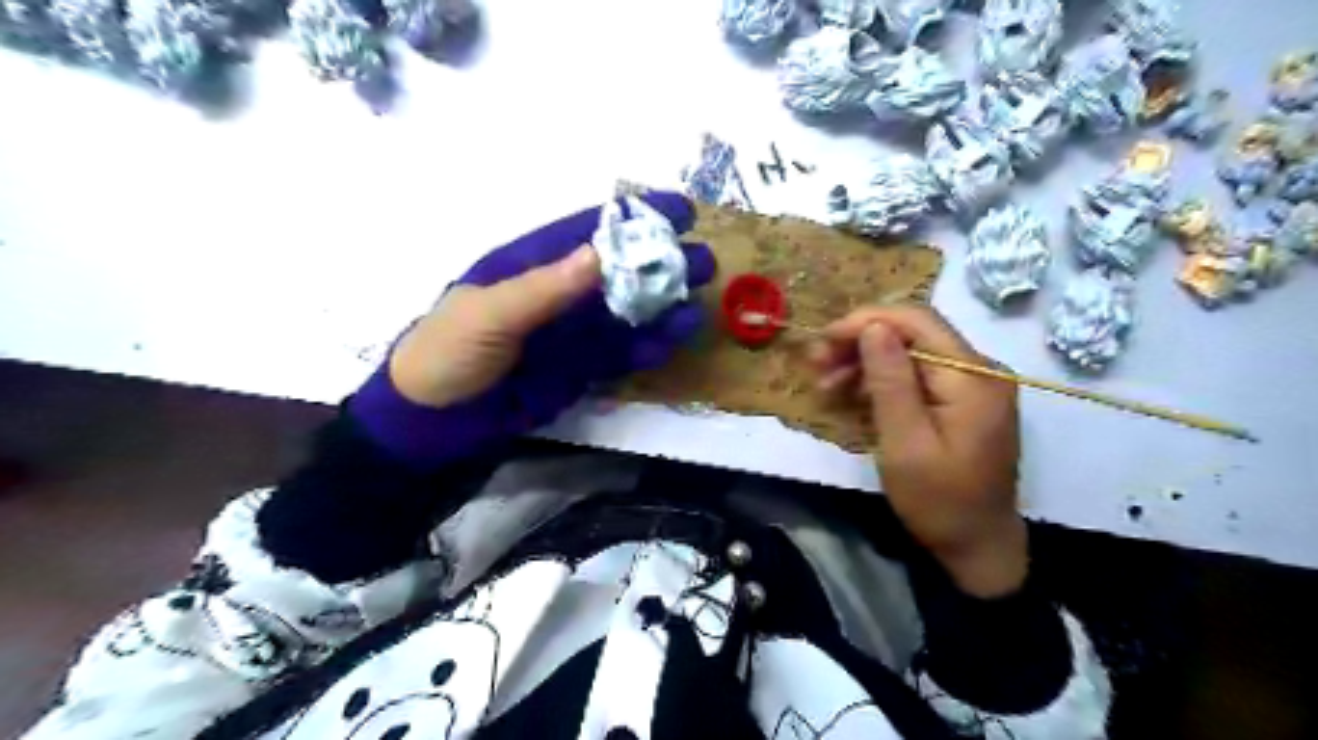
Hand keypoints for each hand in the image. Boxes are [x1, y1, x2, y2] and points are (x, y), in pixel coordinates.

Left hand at [351, 190, 716, 466]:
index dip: (633, 218)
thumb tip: (601, 253)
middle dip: (659, 263)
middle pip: (618, 271)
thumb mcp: (489, 314)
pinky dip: (649, 345)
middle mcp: (558, 293)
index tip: (679, 210)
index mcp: (530, 264)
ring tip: (700, 299)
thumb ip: (545, 288)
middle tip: (703, 260)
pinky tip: (675, 337)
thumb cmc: (448, 353)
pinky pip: (621, 352)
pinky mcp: (580, 368)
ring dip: (662, 305)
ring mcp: (571, 332)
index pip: (588, 231)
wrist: (434, 423)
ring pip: (626, 312)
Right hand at [808, 310, 1022, 598]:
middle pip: (913, 333)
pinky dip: (881, 381)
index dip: (866, 321)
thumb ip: (890, 382)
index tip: (823, 340)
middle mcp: (979, 369)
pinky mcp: (962, 400)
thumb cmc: (939, 502)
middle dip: (860, 342)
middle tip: (817, 365)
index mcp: (973, 377)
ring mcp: (973, 384)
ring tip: (825, 384)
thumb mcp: (905, 444)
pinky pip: (917, 375)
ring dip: (865, 362)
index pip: (917, 321)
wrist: (978, 547)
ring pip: (911, 352)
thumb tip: (872, 326)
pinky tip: (852, 396)